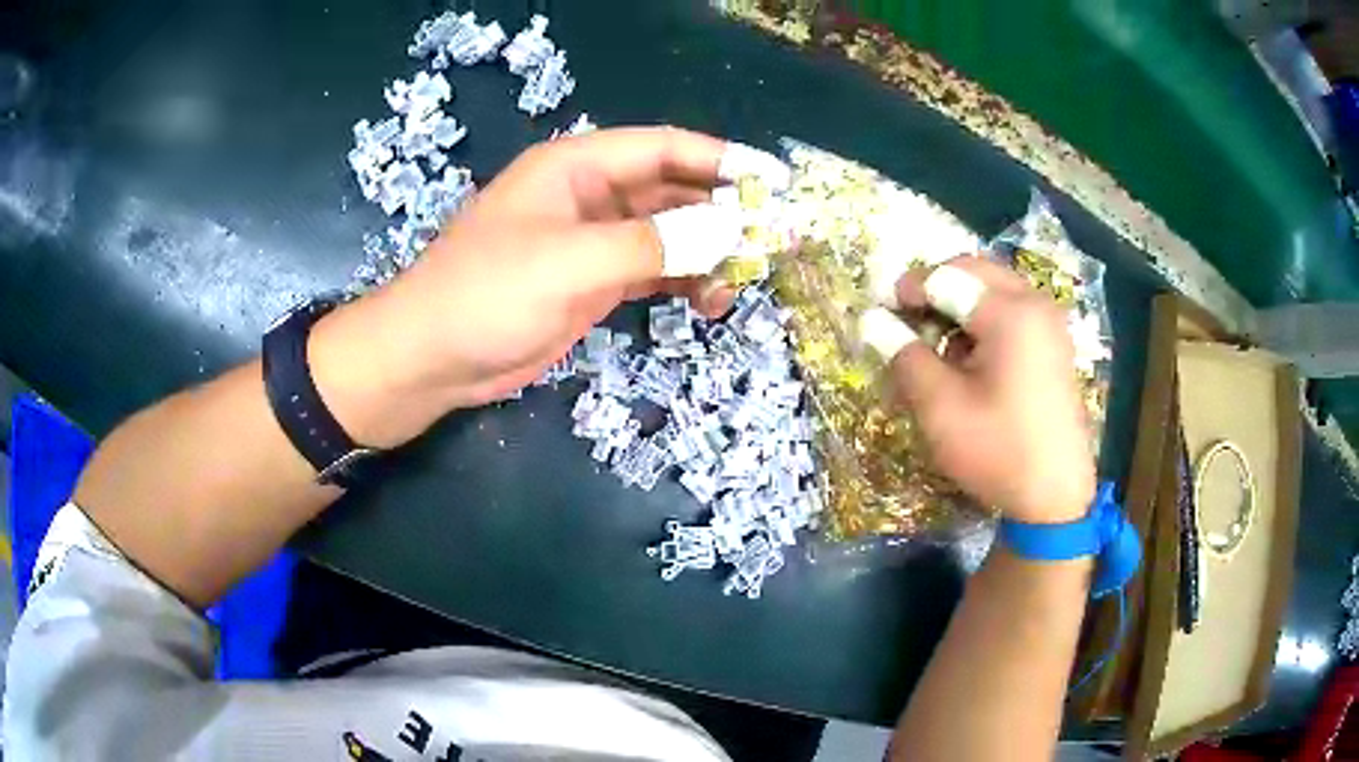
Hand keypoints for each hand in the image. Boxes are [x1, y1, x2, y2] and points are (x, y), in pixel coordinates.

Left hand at [309, 127, 786, 447]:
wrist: (432, 358)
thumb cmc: (489, 294)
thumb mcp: (572, 261)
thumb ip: (655, 243)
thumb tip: (731, 230)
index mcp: (578, 166)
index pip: (665, 148)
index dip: (722, 161)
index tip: (774, 183)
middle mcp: (590, 195)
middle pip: (673, 191)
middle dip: (724, 212)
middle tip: (776, 239)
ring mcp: (592, 241)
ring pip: (668, 234)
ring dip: (708, 252)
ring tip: (746, 278)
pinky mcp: (592, 283)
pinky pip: (652, 272)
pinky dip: (683, 282)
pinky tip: (710, 301)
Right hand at [861, 256, 1095, 523]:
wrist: (1055, 498)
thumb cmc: (998, 451)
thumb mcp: (941, 407)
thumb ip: (904, 356)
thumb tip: (871, 321)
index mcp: (1011, 313)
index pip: (946, 278)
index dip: (907, 288)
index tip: (877, 309)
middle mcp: (1035, 304)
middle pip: (975, 270)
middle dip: (936, 287)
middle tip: (907, 317)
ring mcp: (1049, 323)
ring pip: (994, 288)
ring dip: (959, 303)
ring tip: (936, 342)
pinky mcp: (1054, 345)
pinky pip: (1012, 310)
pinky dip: (983, 319)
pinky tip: (968, 357)